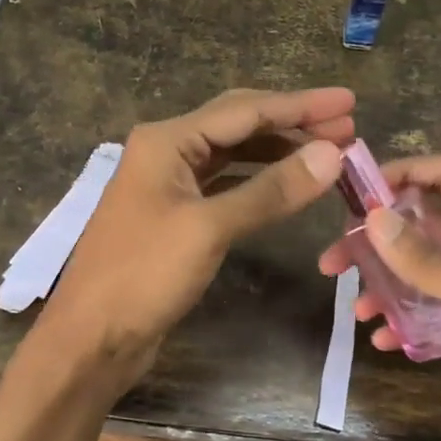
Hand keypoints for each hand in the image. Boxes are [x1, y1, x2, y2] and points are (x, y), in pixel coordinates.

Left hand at [29, 87, 354, 404]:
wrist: (91, 338)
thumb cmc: (143, 276)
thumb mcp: (210, 228)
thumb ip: (271, 190)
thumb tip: (332, 154)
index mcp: (167, 140)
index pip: (245, 110)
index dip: (300, 105)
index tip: (349, 102)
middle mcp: (166, 151)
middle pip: (238, 124)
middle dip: (292, 123)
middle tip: (348, 128)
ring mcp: (169, 184)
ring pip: (233, 154)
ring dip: (278, 151)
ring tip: (328, 155)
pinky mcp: (175, 215)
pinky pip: (225, 184)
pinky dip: (259, 181)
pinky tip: (288, 185)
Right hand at [318, 154, 440, 440]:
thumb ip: (435, 262)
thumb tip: (373, 218)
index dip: (404, 172)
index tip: (355, 196)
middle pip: (427, 224)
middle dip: (379, 236)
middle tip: (333, 260)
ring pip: (424, 271)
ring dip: (385, 282)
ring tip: (351, 306)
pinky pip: (431, 315)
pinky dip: (404, 321)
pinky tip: (381, 340)